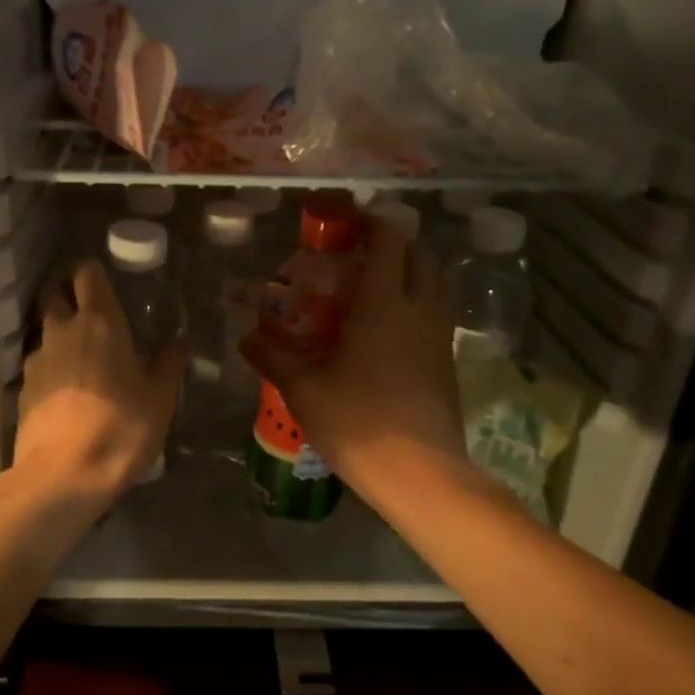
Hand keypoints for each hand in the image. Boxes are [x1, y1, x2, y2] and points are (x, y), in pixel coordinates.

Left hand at [13, 258, 186, 501]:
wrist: (63, 476)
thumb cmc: (120, 428)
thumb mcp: (159, 399)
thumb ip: (167, 365)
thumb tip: (177, 344)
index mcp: (99, 322)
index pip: (87, 272)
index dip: (93, 270)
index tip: (106, 279)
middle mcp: (62, 330)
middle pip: (54, 292)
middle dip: (67, 291)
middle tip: (89, 307)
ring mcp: (37, 359)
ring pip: (45, 330)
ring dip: (59, 332)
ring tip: (82, 354)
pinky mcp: (22, 388)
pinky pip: (39, 364)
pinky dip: (51, 366)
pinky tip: (67, 389)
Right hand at [240, 221, 467, 495]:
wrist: (420, 472)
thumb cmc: (357, 421)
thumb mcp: (304, 389)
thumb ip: (273, 357)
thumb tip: (245, 339)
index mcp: (383, 304)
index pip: (389, 243)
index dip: (374, 224)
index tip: (352, 222)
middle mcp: (419, 310)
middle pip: (422, 257)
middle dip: (397, 245)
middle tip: (365, 255)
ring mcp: (440, 337)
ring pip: (437, 286)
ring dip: (414, 275)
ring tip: (380, 290)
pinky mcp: (449, 364)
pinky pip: (438, 317)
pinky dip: (420, 307)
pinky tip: (392, 333)